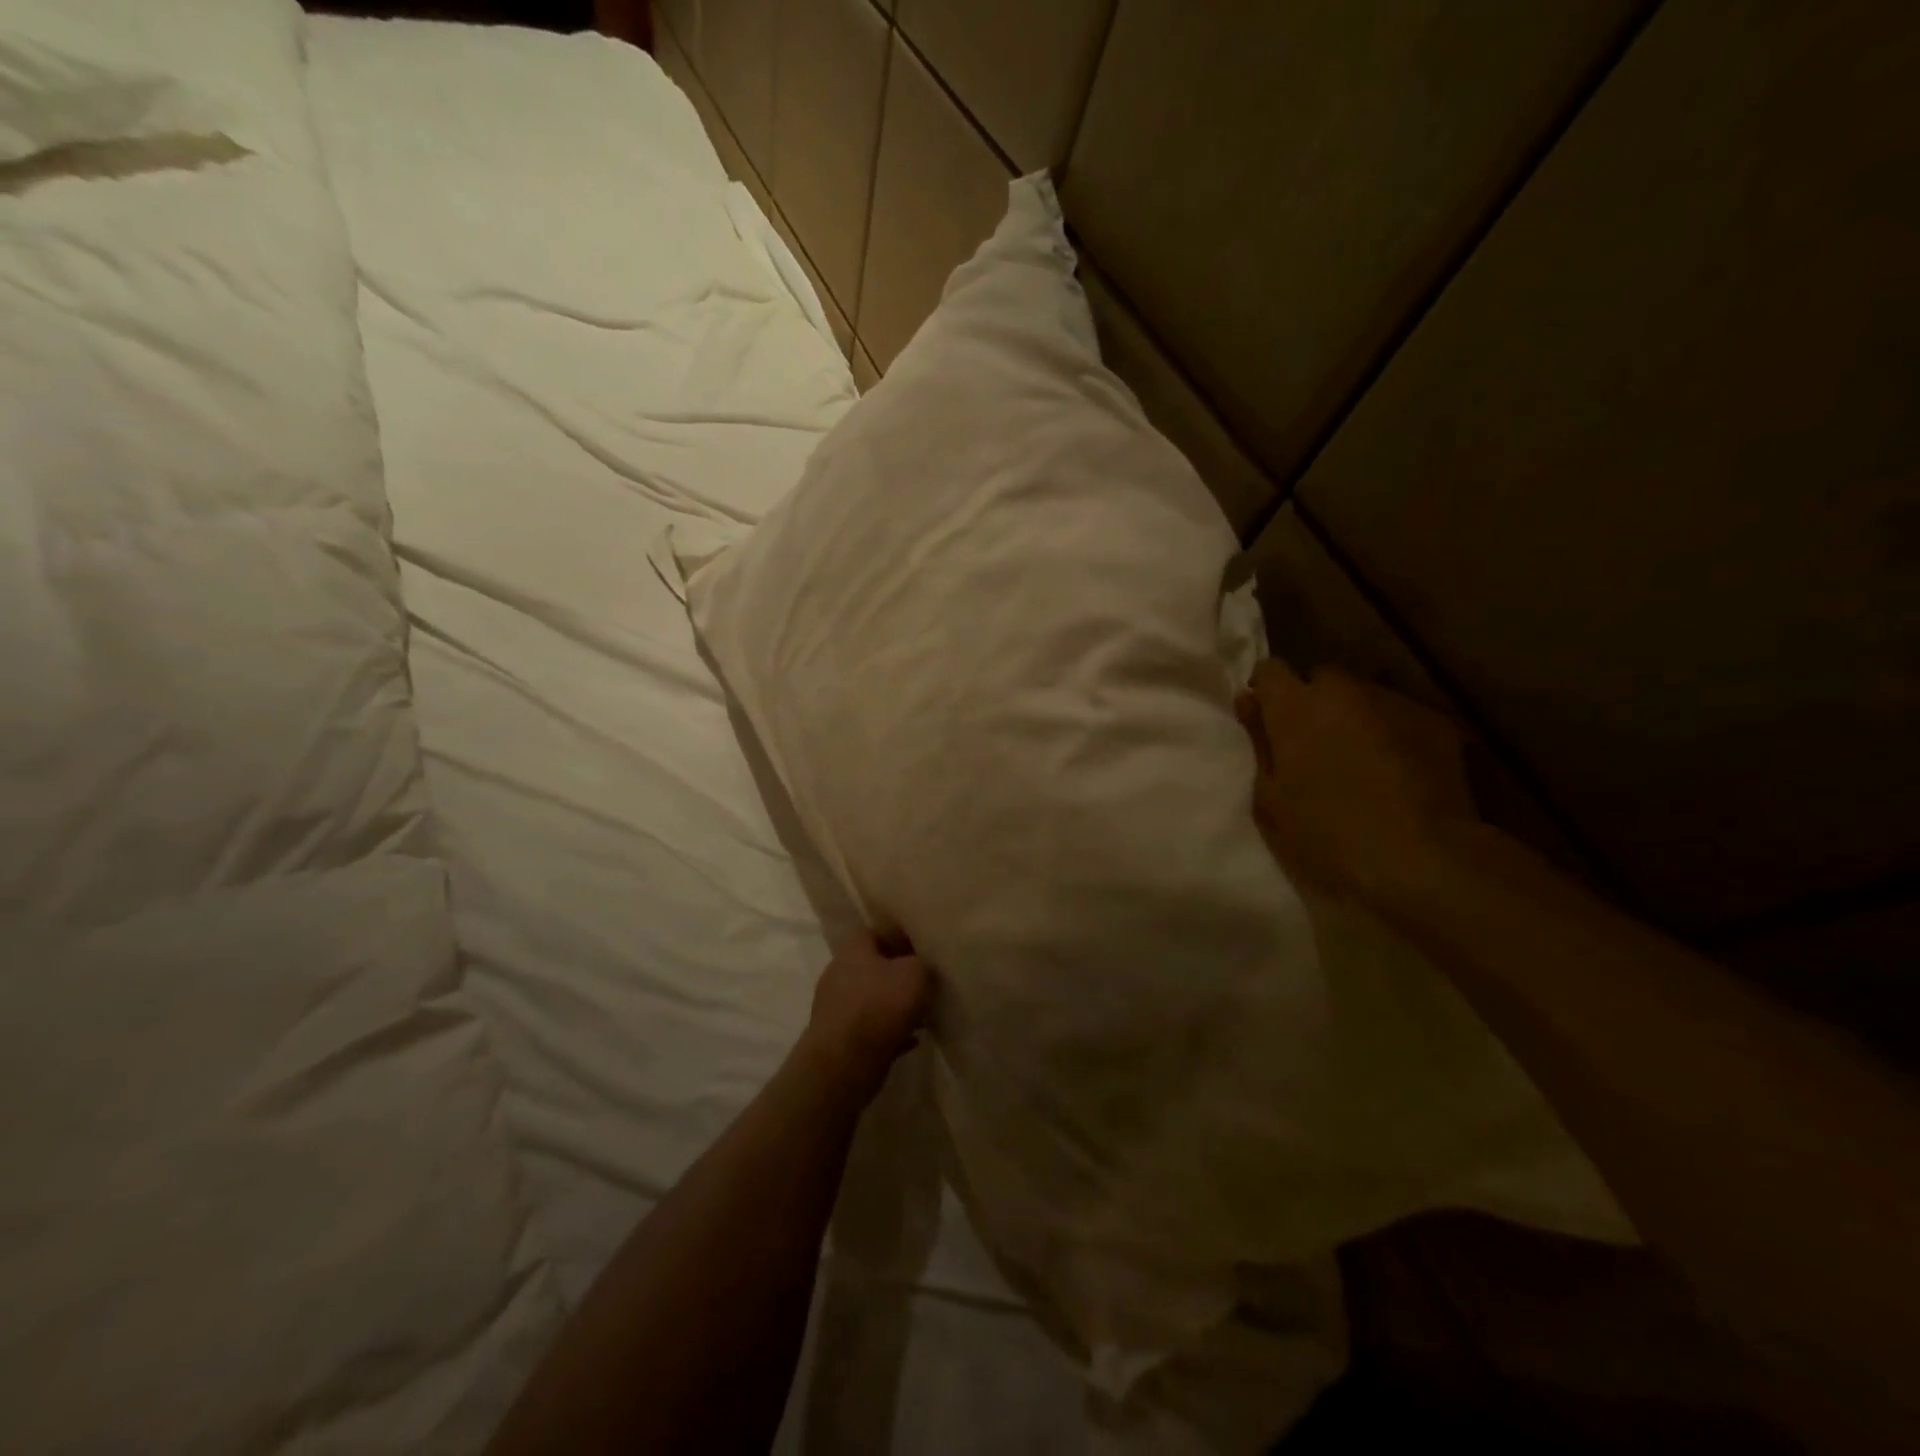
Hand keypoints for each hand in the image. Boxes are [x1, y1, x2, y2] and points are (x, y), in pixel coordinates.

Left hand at [801, 931, 932, 1100]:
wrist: (844, 1063)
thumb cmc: (880, 1006)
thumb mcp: (915, 973)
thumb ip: (922, 963)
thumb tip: (923, 965)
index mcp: (853, 949)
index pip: (876, 931)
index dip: (900, 937)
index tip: (922, 949)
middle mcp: (839, 973)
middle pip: (875, 966)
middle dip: (900, 974)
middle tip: (927, 982)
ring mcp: (836, 1007)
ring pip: (873, 999)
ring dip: (896, 1006)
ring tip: (923, 1013)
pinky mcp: (839, 1037)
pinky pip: (871, 1028)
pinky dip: (890, 1031)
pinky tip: (912, 1039)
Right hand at [1235, 660, 1478, 905]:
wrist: (1421, 860)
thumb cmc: (1327, 836)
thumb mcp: (1270, 800)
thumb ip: (1259, 744)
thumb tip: (1250, 703)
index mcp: (1295, 707)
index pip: (1270, 670)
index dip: (1266, 693)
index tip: (1266, 722)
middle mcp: (1344, 691)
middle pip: (1321, 679)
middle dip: (1313, 704)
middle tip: (1312, 747)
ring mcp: (1394, 702)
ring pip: (1363, 697)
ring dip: (1353, 718)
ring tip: (1359, 760)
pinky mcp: (1436, 722)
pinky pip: (1400, 717)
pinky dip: (1392, 734)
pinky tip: (1397, 772)